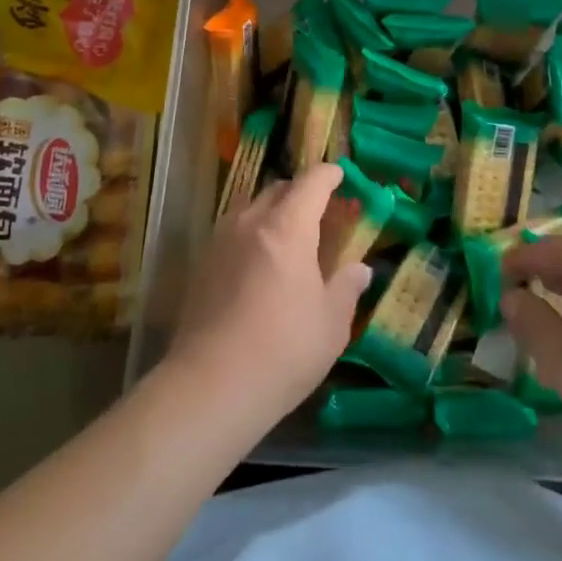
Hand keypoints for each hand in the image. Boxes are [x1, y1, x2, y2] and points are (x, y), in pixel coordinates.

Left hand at [166, 163, 370, 423]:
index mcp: (287, 227)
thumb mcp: (331, 323)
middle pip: (277, 189)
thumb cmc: (284, 350)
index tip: (341, 174)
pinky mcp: (201, 266)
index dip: (328, 175)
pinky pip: (233, 233)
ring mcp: (220, 242)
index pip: (310, 183)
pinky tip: (261, 265)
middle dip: (301, 192)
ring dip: (273, 212)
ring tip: (290, 236)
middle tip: (320, 210)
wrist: (211, 386)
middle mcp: (249, 223)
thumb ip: (347, 287)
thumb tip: (360, 269)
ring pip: (250, 209)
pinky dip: (252, 235)